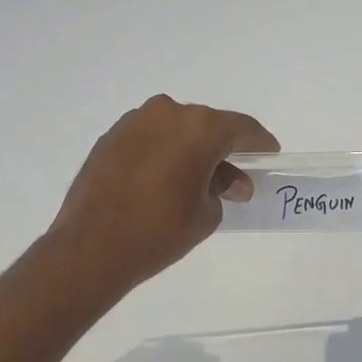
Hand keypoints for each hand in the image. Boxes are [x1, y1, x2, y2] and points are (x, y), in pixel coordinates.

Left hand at [48, 94, 278, 288]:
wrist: (92, 247)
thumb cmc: (160, 231)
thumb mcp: (206, 214)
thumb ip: (223, 190)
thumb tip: (226, 182)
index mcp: (199, 127)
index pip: (242, 129)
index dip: (260, 144)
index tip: (269, 156)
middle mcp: (167, 113)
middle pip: (207, 126)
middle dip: (222, 150)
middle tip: (233, 179)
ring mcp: (134, 122)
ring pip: (175, 130)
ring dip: (190, 150)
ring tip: (195, 182)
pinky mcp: (110, 138)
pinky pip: (150, 139)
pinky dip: (163, 153)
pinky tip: (163, 180)